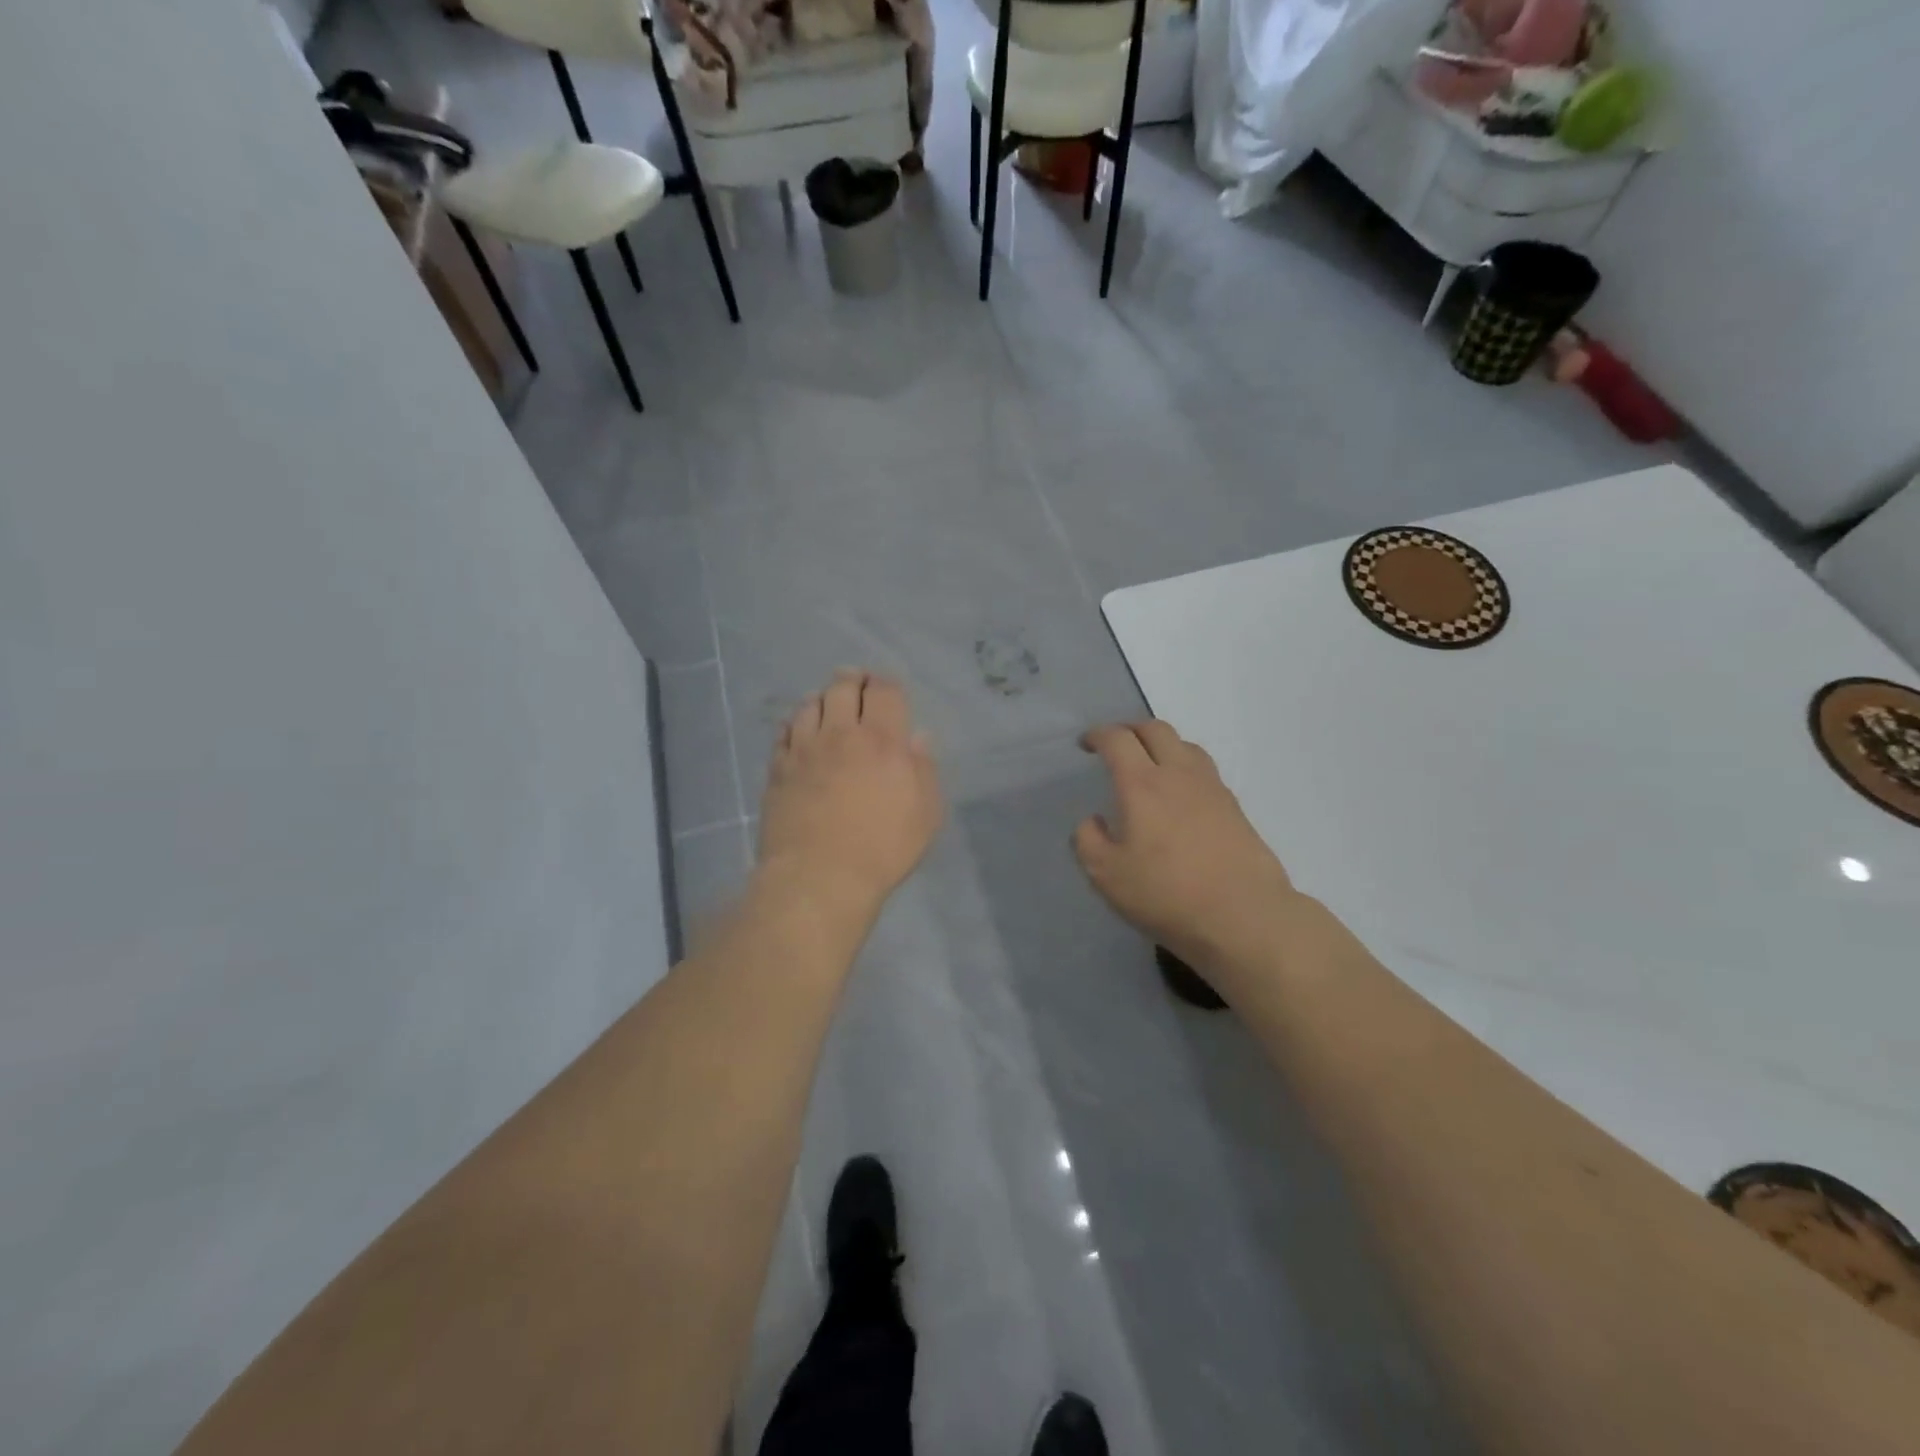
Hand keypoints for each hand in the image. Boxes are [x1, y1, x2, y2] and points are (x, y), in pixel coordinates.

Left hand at [757, 670, 943, 917]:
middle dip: (852, 679)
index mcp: (883, 740)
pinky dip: (795, 723)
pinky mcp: (778, 769)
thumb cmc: (883, 848)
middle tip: (856, 682)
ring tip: (827, 704)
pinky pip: (785, 732)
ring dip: (822, 698)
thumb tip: (918, 738)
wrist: (820, 876)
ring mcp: (804, 749)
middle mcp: (841, 734)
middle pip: (843, 688)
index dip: (886, 684)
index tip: (887, 688)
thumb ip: (923, 769)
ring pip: (810, 705)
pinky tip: (799, 730)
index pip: (884, 691)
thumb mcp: (925, 813)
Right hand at [1073, 722, 1300, 974]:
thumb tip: (1093, 822)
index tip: (1086, 744)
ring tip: (1149, 764)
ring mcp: (1212, 788)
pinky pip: (1204, 769)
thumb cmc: (1167, 894)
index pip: (1117, 740)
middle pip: (1155, 729)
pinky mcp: (1235, 807)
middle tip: (1116, 745)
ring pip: (1185, 745)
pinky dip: (1184, 767)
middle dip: (1130, 729)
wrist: (1244, 916)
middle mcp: (1178, 774)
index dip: (1098, 735)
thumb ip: (1089, 841)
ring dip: (1161, 744)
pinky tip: (1179, 794)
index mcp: (1142, 784)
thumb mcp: (1107, 875)